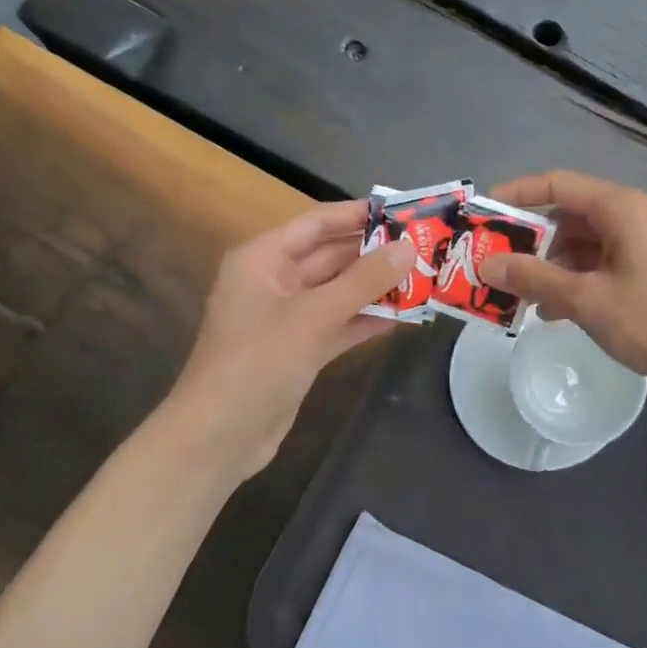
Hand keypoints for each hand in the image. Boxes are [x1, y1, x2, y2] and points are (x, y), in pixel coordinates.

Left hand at [164, 201, 413, 484]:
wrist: (220, 436)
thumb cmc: (258, 362)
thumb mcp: (314, 315)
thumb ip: (364, 280)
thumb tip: (410, 246)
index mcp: (263, 258)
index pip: (317, 224)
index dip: (358, 215)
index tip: (404, 211)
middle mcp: (274, 280)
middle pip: (331, 257)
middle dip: (375, 254)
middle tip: (426, 247)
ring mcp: (287, 317)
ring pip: (339, 292)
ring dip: (377, 287)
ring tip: (424, 278)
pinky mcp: (299, 348)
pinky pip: (339, 322)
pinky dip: (367, 319)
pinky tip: (405, 316)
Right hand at [477, 171, 646, 394]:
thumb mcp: (589, 300)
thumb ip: (535, 279)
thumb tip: (488, 264)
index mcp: (619, 207)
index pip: (556, 184)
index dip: (515, 196)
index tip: (481, 217)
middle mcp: (631, 216)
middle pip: (567, 215)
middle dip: (528, 241)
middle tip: (492, 266)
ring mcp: (643, 243)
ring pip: (582, 243)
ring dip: (549, 267)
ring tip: (517, 297)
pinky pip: (600, 263)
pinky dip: (574, 280)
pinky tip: (553, 311)